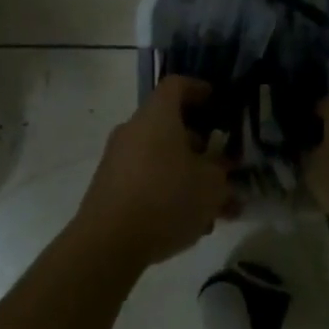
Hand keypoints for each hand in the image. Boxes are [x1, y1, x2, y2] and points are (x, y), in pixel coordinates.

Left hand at [73, 76, 231, 269]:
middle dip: (197, 144)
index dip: (198, 89)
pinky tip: (186, 223)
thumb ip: (222, 172)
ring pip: (159, 156)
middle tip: (220, 164)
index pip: (177, 85)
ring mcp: (116, 158)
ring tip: (210, 206)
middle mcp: (133, 129)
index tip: (216, 101)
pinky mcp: (108, 187)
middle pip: (168, 124)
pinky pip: (144, 178)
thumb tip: (220, 167)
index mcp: (157, 115)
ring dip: (184, 174)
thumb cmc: (166, 198)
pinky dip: (166, 191)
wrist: (107, 243)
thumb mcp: (211, 185)